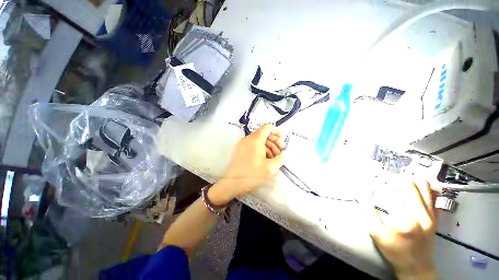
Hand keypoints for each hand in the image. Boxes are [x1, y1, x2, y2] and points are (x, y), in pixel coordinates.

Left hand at [210, 124, 284, 204]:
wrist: (233, 182)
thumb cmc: (252, 174)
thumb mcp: (271, 168)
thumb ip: (280, 158)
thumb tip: (283, 153)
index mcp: (256, 139)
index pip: (267, 127)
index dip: (277, 131)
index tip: (283, 138)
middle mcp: (249, 138)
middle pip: (264, 134)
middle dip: (275, 141)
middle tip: (281, 150)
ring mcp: (243, 144)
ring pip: (259, 140)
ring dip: (269, 146)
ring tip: (275, 157)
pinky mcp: (241, 149)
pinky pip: (253, 145)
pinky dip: (262, 149)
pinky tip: (266, 159)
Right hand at [368, 181, 436, 279]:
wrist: (416, 267)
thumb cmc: (395, 251)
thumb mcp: (377, 235)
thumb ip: (371, 215)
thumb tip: (364, 198)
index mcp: (406, 219)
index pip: (394, 195)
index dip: (386, 185)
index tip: (380, 178)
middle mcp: (421, 215)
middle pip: (413, 189)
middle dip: (401, 180)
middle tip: (393, 176)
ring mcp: (431, 217)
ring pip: (427, 191)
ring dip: (416, 182)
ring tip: (406, 178)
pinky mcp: (436, 219)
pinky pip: (435, 200)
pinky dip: (429, 191)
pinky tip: (423, 186)